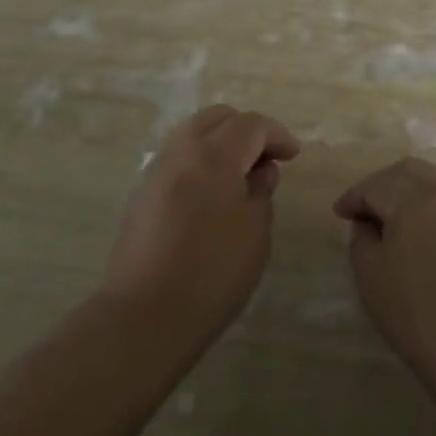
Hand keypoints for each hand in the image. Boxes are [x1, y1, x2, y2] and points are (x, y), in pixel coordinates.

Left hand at [101, 105, 299, 343]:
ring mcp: (155, 172)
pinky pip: (177, 160)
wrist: (145, 317)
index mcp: (213, 155)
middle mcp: (181, 152)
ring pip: (193, 135)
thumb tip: (260, 171)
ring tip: (241, 175)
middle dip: (246, 130)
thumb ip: (261, 191)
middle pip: (217, 118)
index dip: (277, 135)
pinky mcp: (141, 196)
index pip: (251, 125)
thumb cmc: (212, 273)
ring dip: (221, 143)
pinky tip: (213, 193)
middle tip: (267, 158)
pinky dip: (200, 162)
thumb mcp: (255, 232)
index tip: (293, 155)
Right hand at [335, 156, 435, 435]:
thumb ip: (365, 241)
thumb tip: (368, 225)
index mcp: (415, 198)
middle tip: (362, 212)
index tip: (340, 214)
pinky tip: (416, 244)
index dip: (355, 196)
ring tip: (387, 229)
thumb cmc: (420, 317)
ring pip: (432, 188)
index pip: (378, 184)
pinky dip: (425, 213)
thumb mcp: (374, 277)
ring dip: (406, 199)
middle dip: (383, 185)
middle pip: (410, 172)